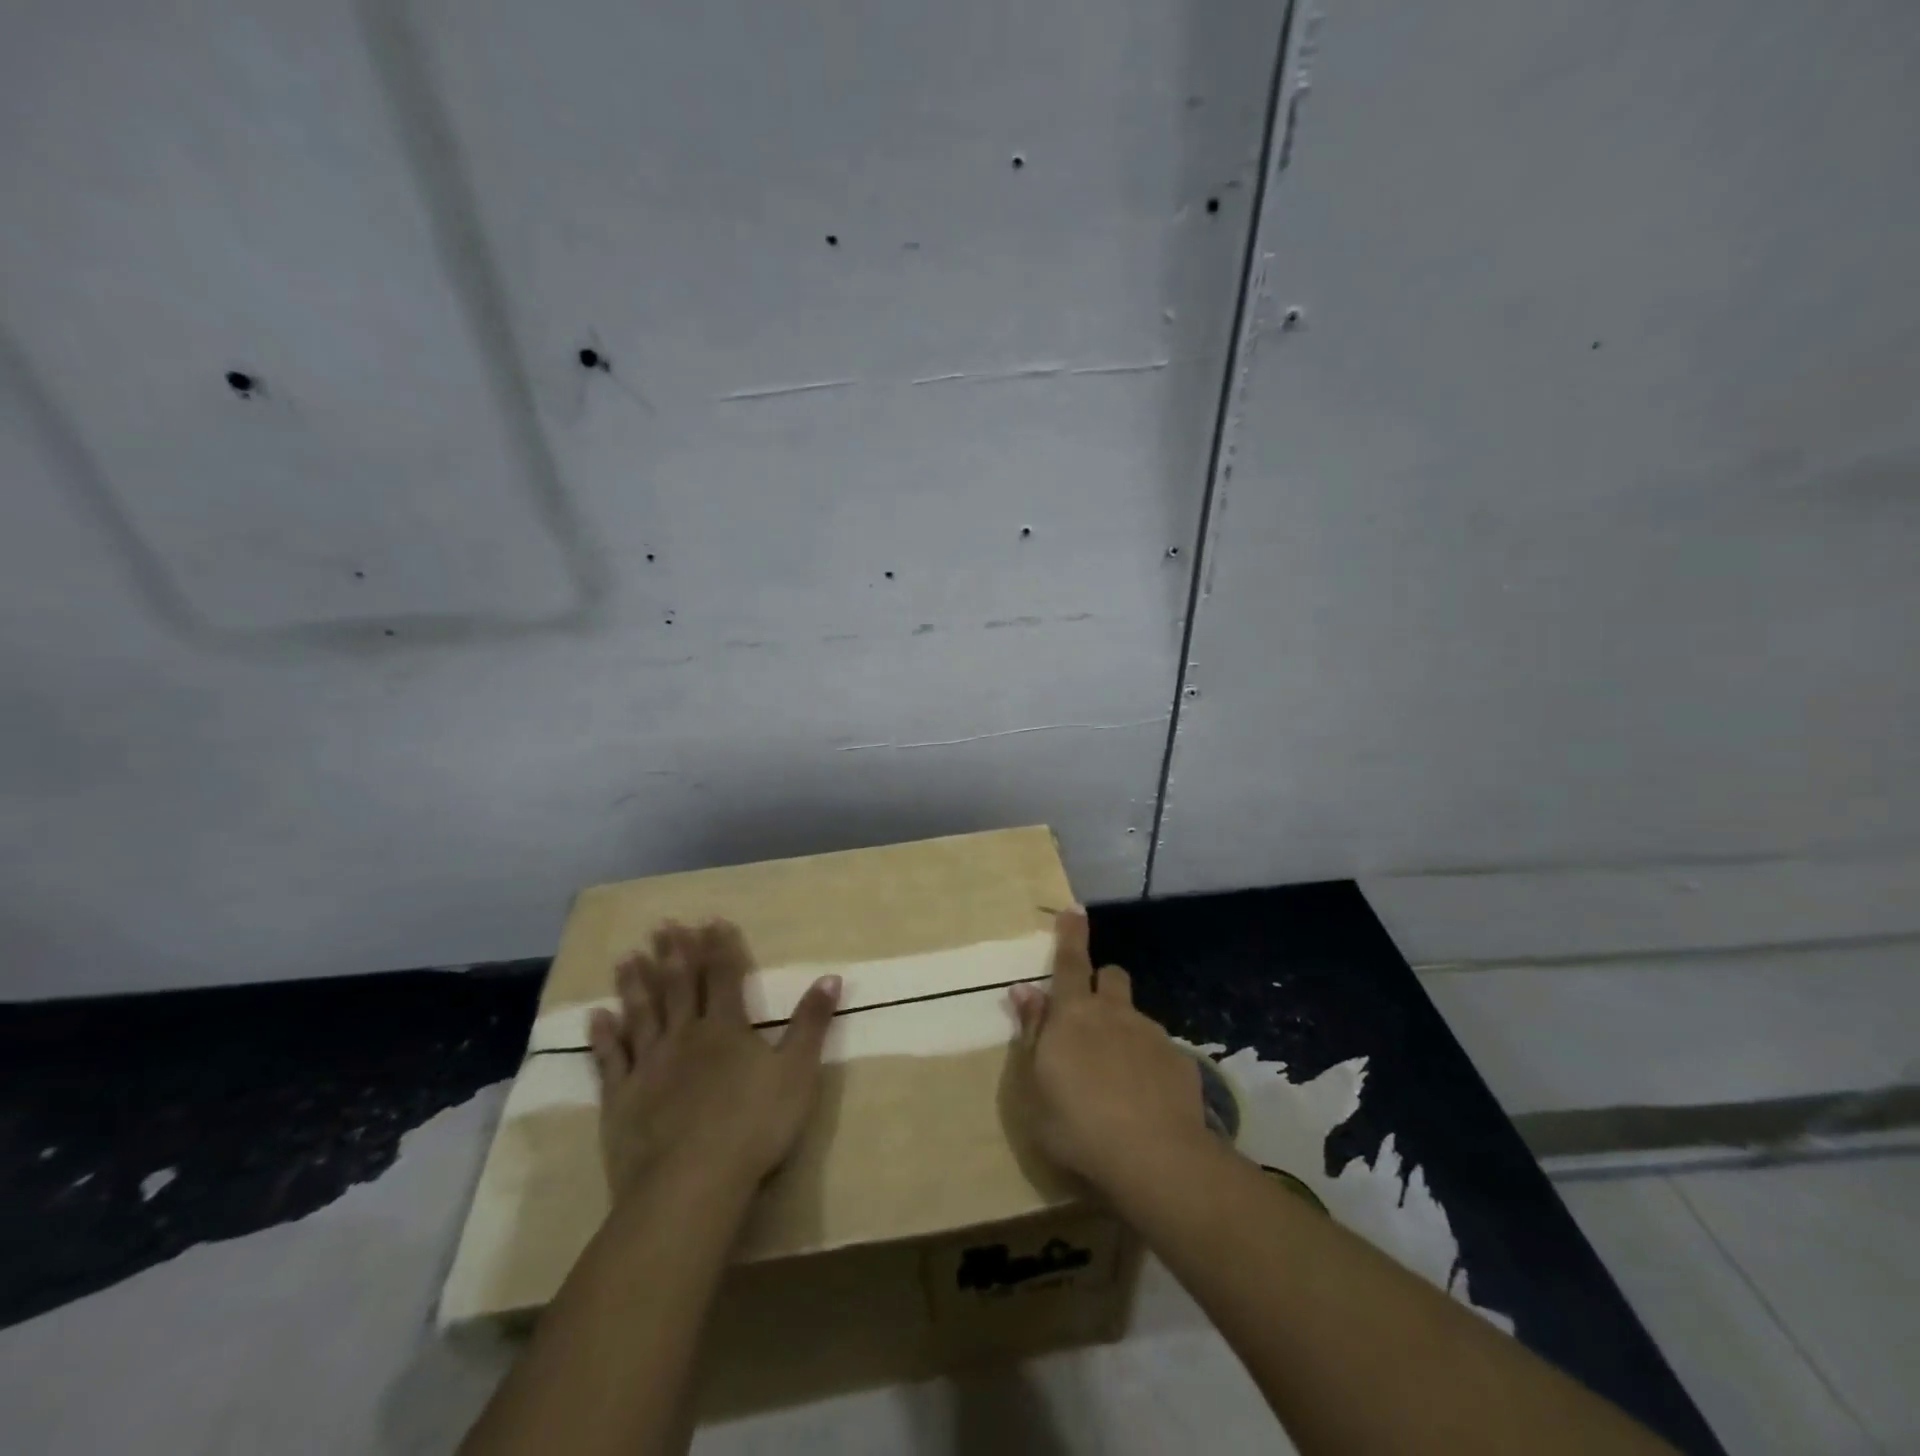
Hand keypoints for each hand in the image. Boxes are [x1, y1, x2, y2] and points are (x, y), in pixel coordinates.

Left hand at [587, 919, 840, 1203]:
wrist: (691, 1184)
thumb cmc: (754, 1126)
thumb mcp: (798, 1072)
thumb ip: (811, 1023)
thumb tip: (831, 976)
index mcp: (727, 1028)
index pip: (725, 976)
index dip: (720, 947)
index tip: (711, 919)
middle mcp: (685, 1036)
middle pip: (679, 986)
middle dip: (674, 953)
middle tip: (663, 924)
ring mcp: (649, 1066)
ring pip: (642, 1014)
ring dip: (636, 983)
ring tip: (627, 956)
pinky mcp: (622, 1098)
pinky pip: (611, 1060)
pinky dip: (603, 1037)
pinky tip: (595, 1017)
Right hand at [1007, 909, 1205, 1192]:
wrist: (1155, 1158)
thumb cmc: (1077, 1125)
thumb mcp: (1033, 1088)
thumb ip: (1031, 1033)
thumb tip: (1024, 992)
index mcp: (1073, 1015)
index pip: (1069, 962)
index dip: (1070, 934)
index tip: (1074, 909)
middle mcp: (1114, 1013)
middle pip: (1110, 977)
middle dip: (1100, 983)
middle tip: (1090, 1016)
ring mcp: (1151, 1035)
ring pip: (1136, 1015)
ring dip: (1124, 1029)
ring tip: (1118, 1075)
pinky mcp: (1180, 1061)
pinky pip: (1160, 1050)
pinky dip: (1150, 1064)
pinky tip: (1147, 1100)